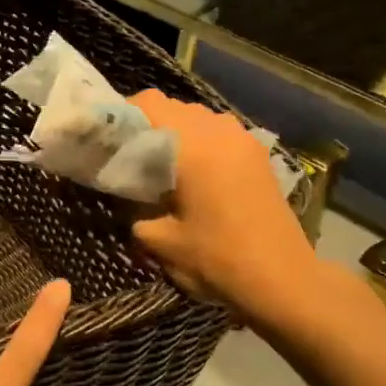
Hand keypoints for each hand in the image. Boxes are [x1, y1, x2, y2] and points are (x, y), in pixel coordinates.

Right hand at [128, 91, 318, 325]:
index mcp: (192, 145)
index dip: (119, 114)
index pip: (147, 104)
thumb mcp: (157, 241)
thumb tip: (123, 197)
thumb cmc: (217, 260)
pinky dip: (197, 143)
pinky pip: (217, 133)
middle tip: (124, 154)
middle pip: (171, 107)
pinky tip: (189, 174)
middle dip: (144, 124)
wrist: (283, 280)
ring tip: (155, 164)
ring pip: (196, 118)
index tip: (102, 139)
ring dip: (172, 132)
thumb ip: (132, 211)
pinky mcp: (257, 155)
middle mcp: (219, 131)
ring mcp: (242, 140)